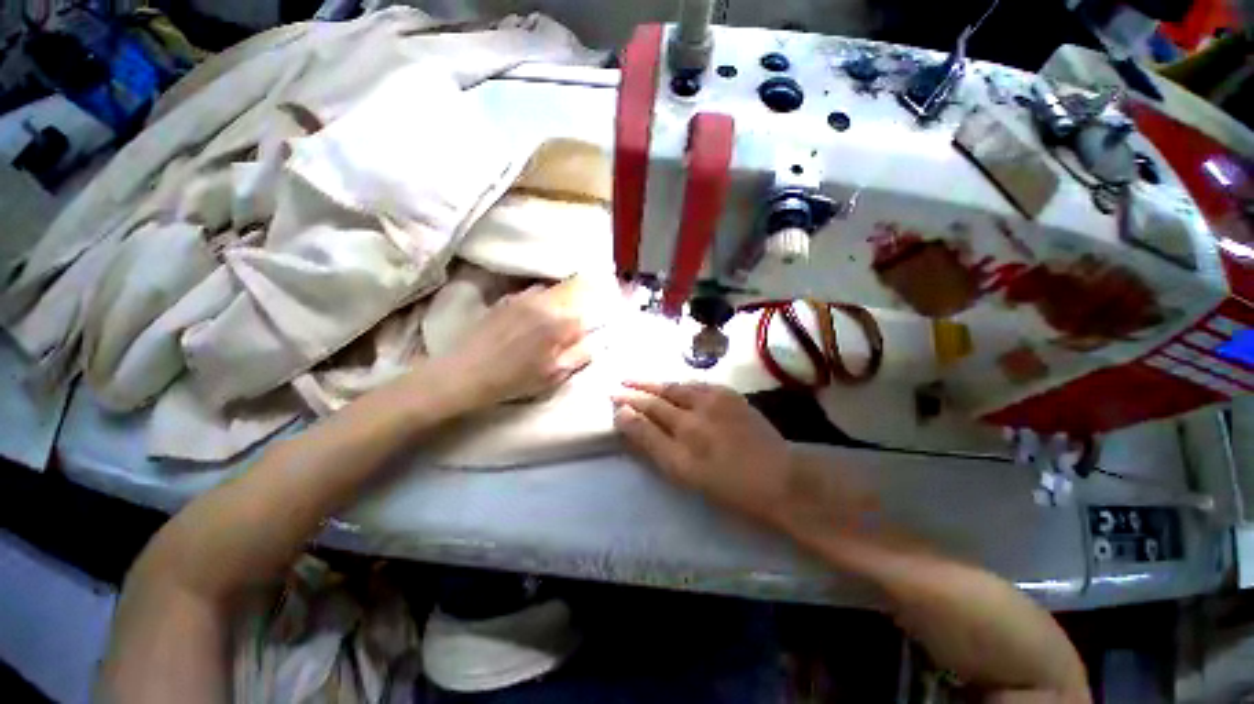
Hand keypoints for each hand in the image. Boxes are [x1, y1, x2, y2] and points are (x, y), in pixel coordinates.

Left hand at [437, 284, 590, 410]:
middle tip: (558, 335)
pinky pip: (527, 295)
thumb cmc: (512, 380)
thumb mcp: (550, 377)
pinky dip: (534, 302)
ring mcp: (521, 301)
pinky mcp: (504, 302)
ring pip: (547, 295)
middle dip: (566, 316)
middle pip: (565, 302)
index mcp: (556, 326)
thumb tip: (591, 345)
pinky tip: (525, 319)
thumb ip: (576, 358)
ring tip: (543, 324)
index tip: (571, 344)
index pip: (580, 321)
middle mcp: (541, 306)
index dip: (578, 333)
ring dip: (551, 306)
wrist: (465, 373)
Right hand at [612, 381, 795, 526]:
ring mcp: (715, 399)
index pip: (647, 412)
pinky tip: (675, 385)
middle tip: (620, 384)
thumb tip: (625, 417)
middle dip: (637, 390)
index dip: (628, 406)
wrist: (781, 478)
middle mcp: (696, 410)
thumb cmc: (729, 485)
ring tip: (640, 381)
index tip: (613, 399)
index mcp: (683, 434)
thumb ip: (651, 443)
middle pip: (660, 396)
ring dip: (657, 384)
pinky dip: (681, 384)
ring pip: (678, 386)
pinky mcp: (731, 395)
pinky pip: (698, 385)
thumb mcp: (684, 473)